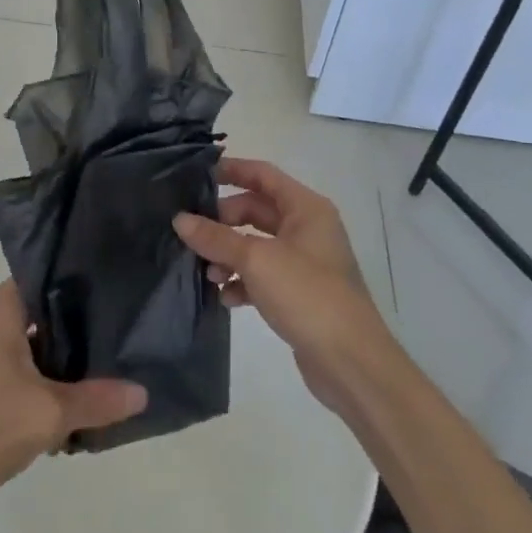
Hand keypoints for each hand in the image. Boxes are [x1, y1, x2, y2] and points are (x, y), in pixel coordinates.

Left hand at [0, 282, 147, 505]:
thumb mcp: (48, 415)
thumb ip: (98, 400)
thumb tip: (143, 392)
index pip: (48, 275)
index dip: (84, 284)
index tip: (118, 296)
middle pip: (41, 307)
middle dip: (77, 326)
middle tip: (118, 336)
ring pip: (28, 336)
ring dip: (58, 355)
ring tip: (100, 369)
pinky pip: (13, 357)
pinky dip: (37, 371)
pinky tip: (64, 397)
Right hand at [173, 158, 392, 408]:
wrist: (351, 362)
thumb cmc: (307, 295)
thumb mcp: (256, 260)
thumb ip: (216, 238)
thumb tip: (180, 220)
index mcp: (306, 209)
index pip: (263, 175)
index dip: (231, 170)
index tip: (196, 176)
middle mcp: (307, 229)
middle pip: (256, 210)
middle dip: (223, 221)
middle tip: (192, 234)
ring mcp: (304, 262)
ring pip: (256, 245)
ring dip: (229, 254)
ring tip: (208, 273)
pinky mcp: (299, 293)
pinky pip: (262, 276)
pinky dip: (242, 281)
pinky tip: (226, 298)